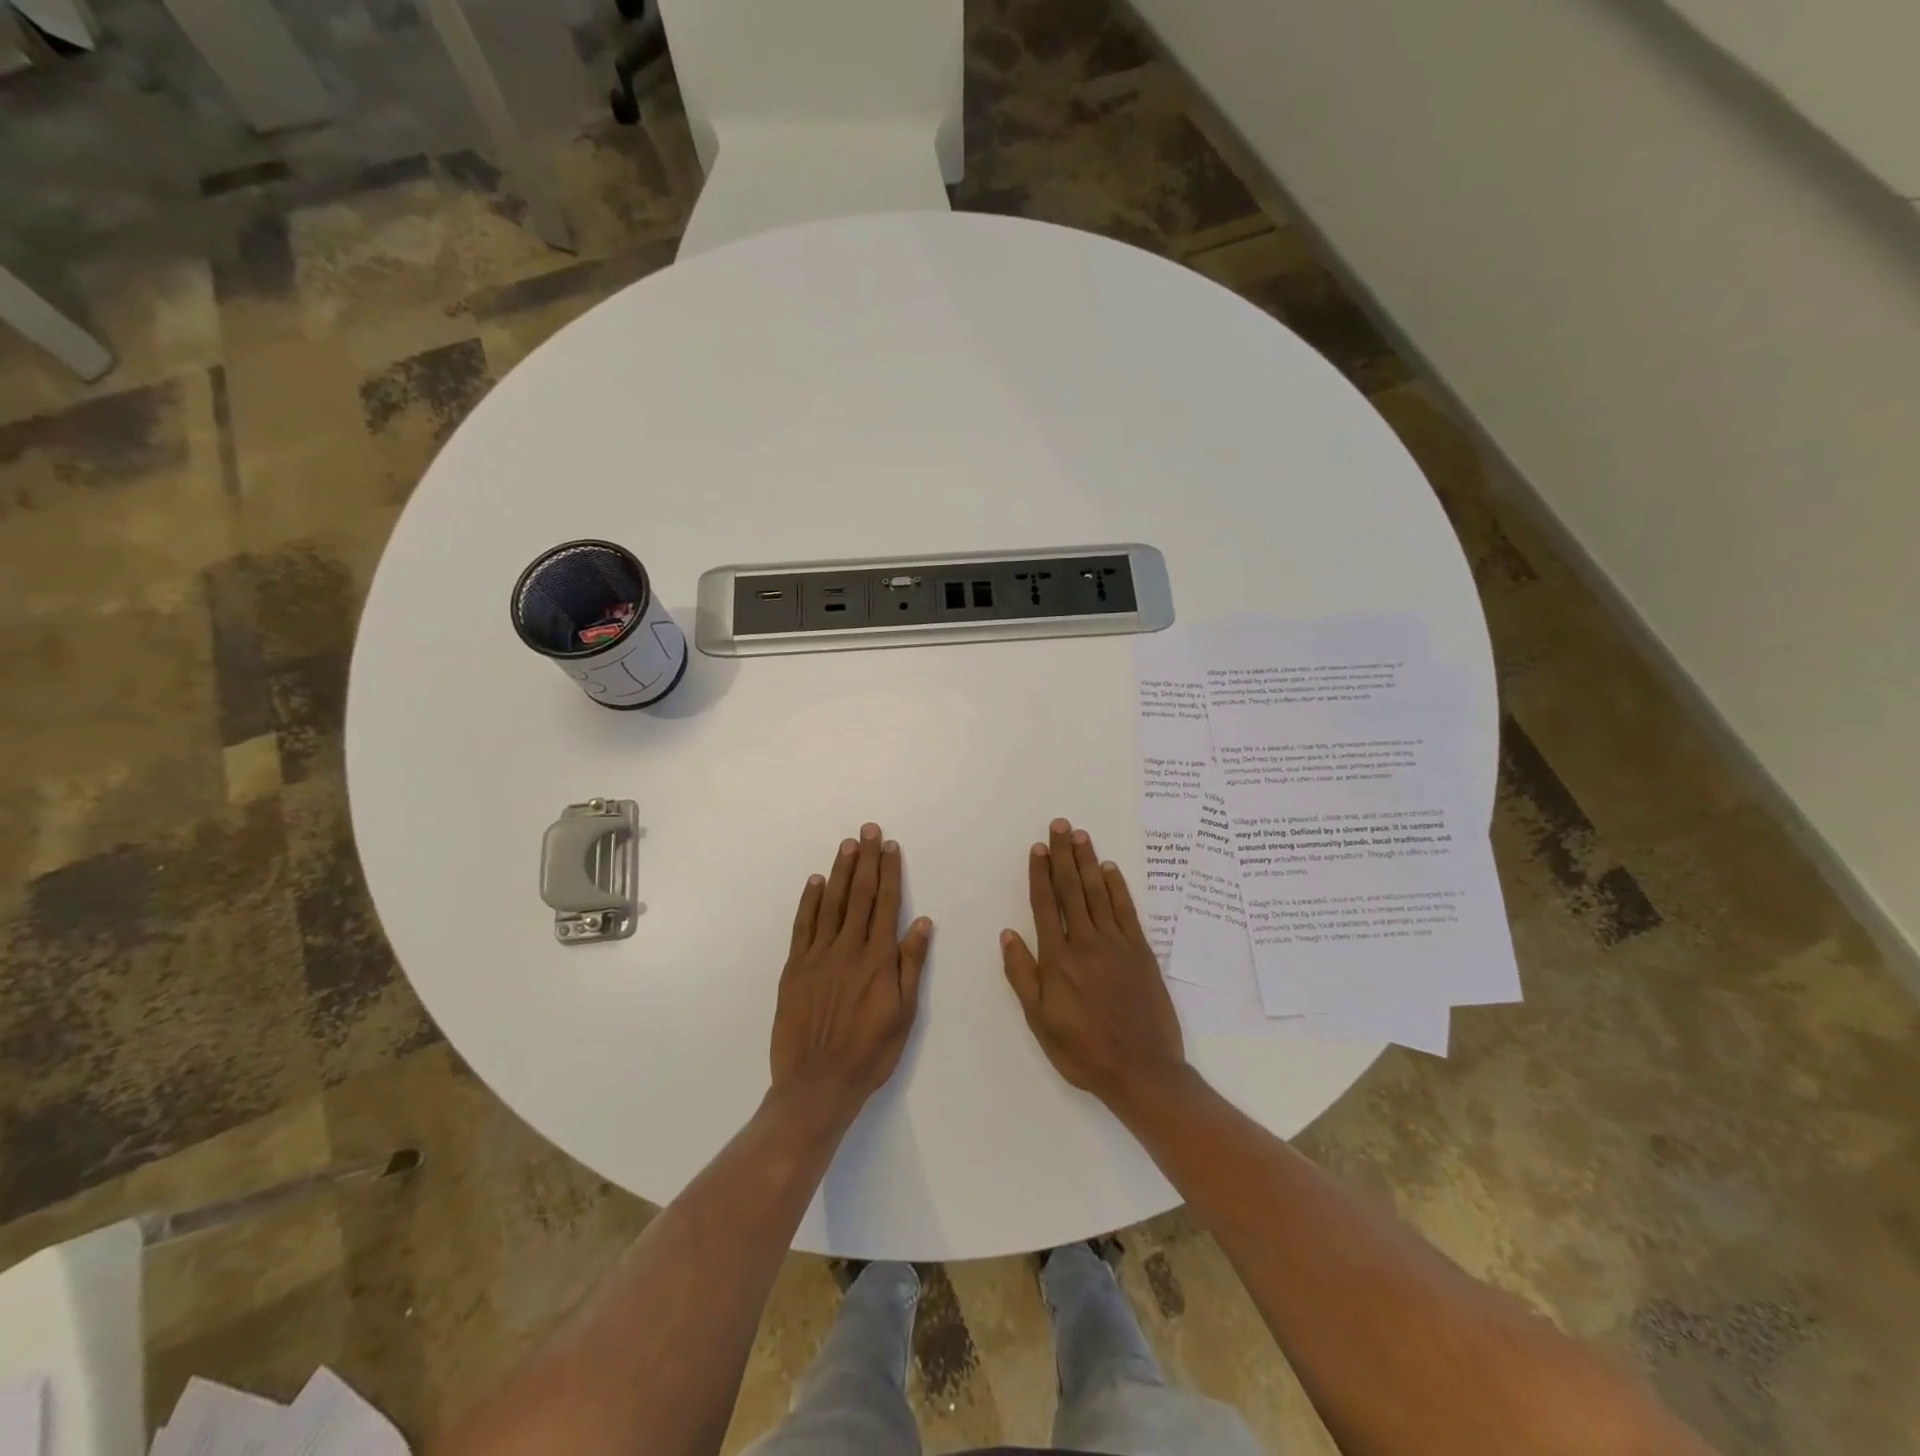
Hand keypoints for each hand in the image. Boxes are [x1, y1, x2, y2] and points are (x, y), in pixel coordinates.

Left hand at [770, 823, 933, 1129]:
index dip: (890, 873)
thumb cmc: (869, 1053)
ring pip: (832, 903)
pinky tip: (815, 881)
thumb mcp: (904, 1015)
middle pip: (860, 895)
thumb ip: (910, 965)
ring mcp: (818, 956)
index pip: (886, 905)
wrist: (816, 1085)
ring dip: (840, 872)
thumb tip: (922, 922)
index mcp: (877, 959)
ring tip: (847, 845)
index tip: (891, 847)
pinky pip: (803, 926)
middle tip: (868, 830)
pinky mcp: (794, 968)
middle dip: (866, 860)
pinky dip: (809, 901)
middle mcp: (848, 949)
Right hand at [1001, 818, 1187, 1117]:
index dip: (1040, 874)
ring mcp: (1117, 944)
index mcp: (1058, 959)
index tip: (1037, 848)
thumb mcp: (1039, 1020)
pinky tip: (1110, 869)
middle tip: (1059, 825)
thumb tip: (1008, 934)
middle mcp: (1086, 942)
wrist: (1141, 1070)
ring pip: (1099, 893)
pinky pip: (1127, 911)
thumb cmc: (1083, 1050)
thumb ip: (1022, 975)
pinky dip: (1118, 887)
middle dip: (1063, 855)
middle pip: (1072, 890)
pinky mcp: (1141, 952)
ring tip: (1080, 835)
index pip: (1045, 905)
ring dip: (1088, 862)